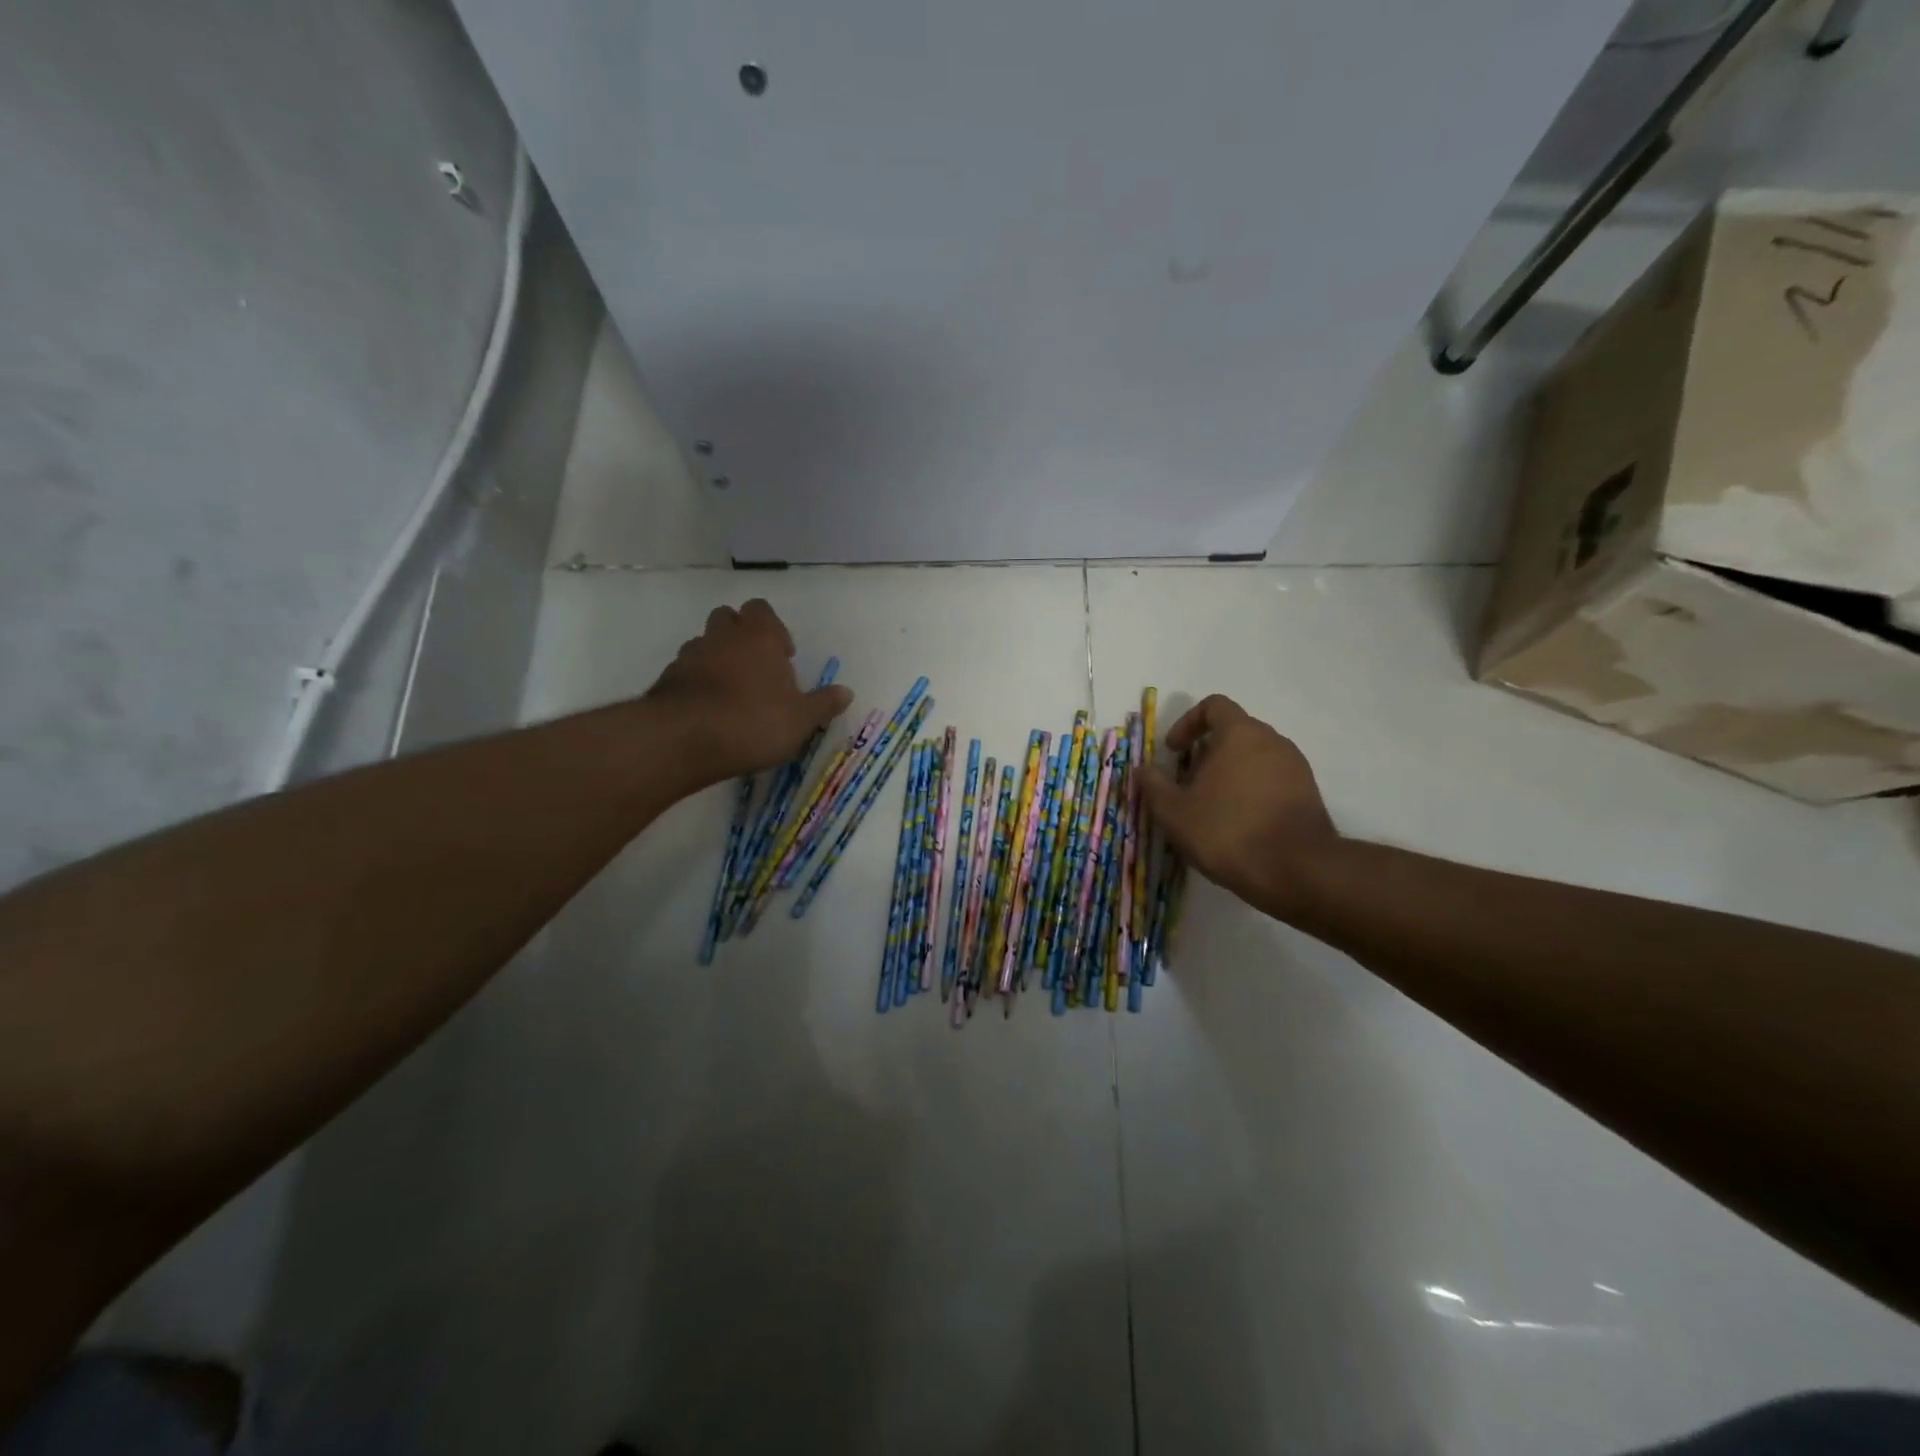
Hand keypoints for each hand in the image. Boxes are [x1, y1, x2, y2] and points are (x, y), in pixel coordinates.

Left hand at [646, 599, 851, 785]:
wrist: (686, 738)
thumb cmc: (754, 721)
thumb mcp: (801, 719)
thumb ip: (823, 703)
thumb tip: (847, 692)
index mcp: (759, 636)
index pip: (762, 609)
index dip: (773, 629)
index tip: (783, 656)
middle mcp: (723, 636)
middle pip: (728, 617)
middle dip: (741, 635)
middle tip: (756, 667)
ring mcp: (691, 655)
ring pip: (704, 643)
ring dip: (717, 658)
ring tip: (731, 692)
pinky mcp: (667, 679)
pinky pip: (686, 671)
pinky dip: (696, 682)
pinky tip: (708, 709)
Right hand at [1140, 694, 1337, 920]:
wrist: (1297, 871)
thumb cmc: (1228, 831)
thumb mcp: (1174, 811)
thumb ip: (1153, 785)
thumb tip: (1141, 769)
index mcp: (1240, 734)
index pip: (1213, 706)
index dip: (1187, 723)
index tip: (1173, 752)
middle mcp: (1273, 741)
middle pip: (1234, 732)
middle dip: (1206, 753)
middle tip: (1187, 785)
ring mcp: (1295, 767)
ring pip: (1254, 757)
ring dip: (1228, 774)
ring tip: (1211, 808)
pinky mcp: (1308, 794)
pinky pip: (1272, 780)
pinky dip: (1251, 791)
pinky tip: (1238, 824)